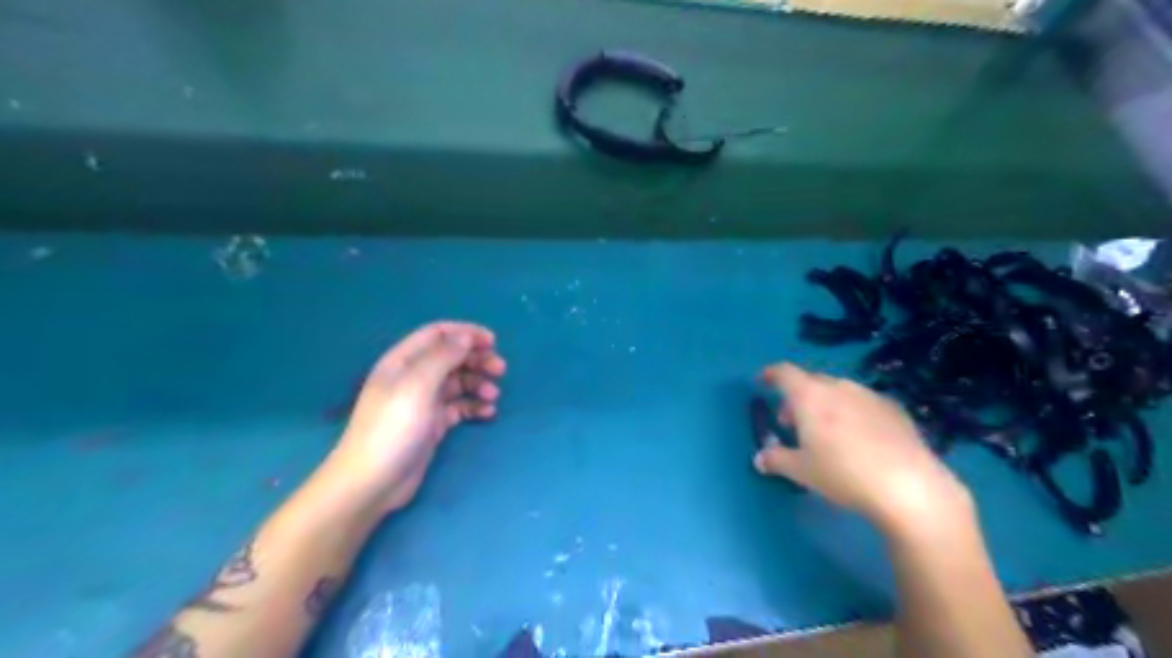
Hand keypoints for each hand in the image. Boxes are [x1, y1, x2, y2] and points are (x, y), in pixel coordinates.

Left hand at [323, 320, 502, 515]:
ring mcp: (423, 402)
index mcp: (403, 361)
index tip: (492, 342)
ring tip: (493, 396)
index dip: (465, 333)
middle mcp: (413, 377)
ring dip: (478, 384)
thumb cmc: (393, 427)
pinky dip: (474, 406)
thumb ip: (443, 357)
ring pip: (458, 382)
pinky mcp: (432, 424)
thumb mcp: (418, 386)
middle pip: (451, 357)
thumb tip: (466, 336)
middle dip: (477, 359)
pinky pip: (459, 407)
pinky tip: (488, 413)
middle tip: (500, 370)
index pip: (437, 334)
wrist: (373, 482)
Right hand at [760, 363, 971, 531]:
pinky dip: (851, 412)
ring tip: (825, 430)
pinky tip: (858, 437)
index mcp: (810, 396)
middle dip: (797, 396)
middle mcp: (838, 387)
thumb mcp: (801, 471)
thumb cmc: (843, 474)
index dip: (770, 374)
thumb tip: (760, 458)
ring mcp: (869, 395)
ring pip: (838, 390)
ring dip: (824, 403)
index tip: (762, 381)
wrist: (908, 486)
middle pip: (811, 381)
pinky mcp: (894, 409)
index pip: (784, 372)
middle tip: (791, 421)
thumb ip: (776, 459)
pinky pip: (862, 402)